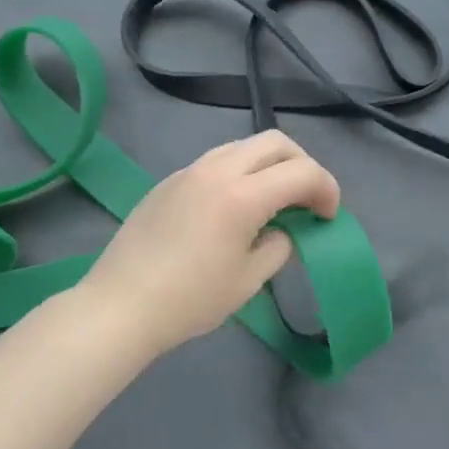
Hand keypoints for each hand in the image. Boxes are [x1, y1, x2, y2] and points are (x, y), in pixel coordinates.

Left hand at [81, 130, 340, 359]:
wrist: (120, 306)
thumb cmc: (189, 300)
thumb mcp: (249, 280)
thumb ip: (278, 246)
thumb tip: (281, 231)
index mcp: (242, 196)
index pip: (302, 172)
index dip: (327, 190)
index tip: (328, 217)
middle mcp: (217, 170)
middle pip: (276, 142)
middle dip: (303, 165)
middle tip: (307, 200)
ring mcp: (189, 171)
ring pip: (245, 146)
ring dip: (270, 165)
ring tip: (273, 201)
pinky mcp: (170, 180)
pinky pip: (217, 160)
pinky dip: (241, 172)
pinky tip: (234, 207)